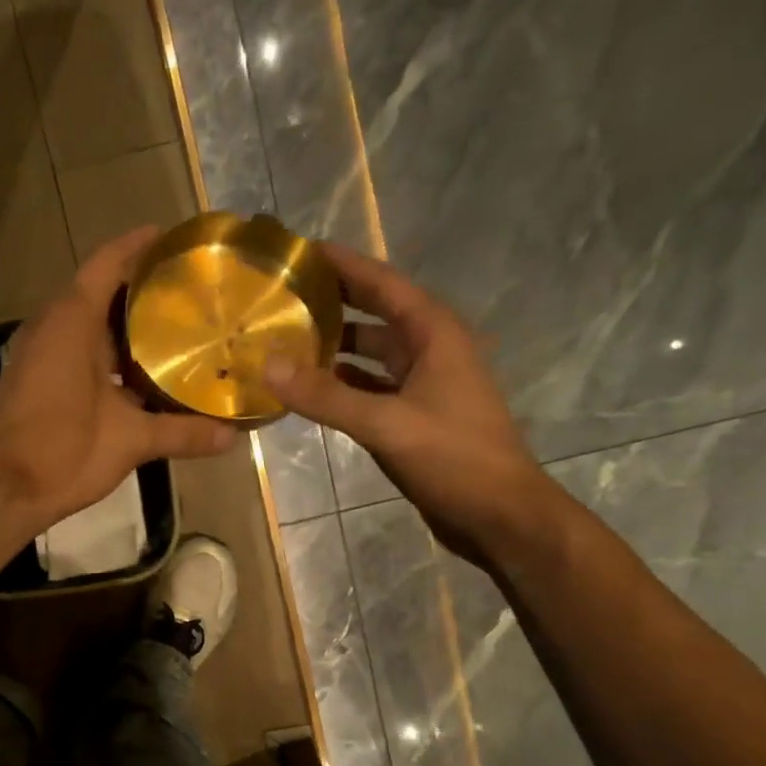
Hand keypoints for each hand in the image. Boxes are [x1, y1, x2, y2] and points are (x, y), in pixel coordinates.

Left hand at [0, 226, 236, 545]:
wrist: (0, 490)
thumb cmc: (62, 450)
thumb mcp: (129, 440)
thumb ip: (182, 433)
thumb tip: (233, 436)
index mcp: (73, 320)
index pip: (109, 262)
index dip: (142, 245)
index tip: (179, 239)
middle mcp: (52, 326)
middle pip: (102, 292)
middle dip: (144, 290)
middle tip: (192, 293)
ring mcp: (40, 353)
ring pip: (90, 326)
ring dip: (128, 327)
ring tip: (176, 330)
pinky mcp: (37, 380)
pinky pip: (79, 351)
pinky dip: (110, 355)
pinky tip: (141, 375)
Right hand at [263, 242, 557, 564]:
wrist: (498, 514)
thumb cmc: (453, 459)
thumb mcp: (386, 424)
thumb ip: (327, 396)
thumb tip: (268, 365)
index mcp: (434, 334)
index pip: (383, 284)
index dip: (345, 265)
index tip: (301, 251)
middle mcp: (430, 350)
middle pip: (375, 315)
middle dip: (332, 303)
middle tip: (281, 297)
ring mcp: (423, 385)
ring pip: (370, 355)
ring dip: (333, 347)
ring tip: (284, 340)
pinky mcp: (413, 416)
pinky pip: (370, 388)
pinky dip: (341, 385)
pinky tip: (309, 389)